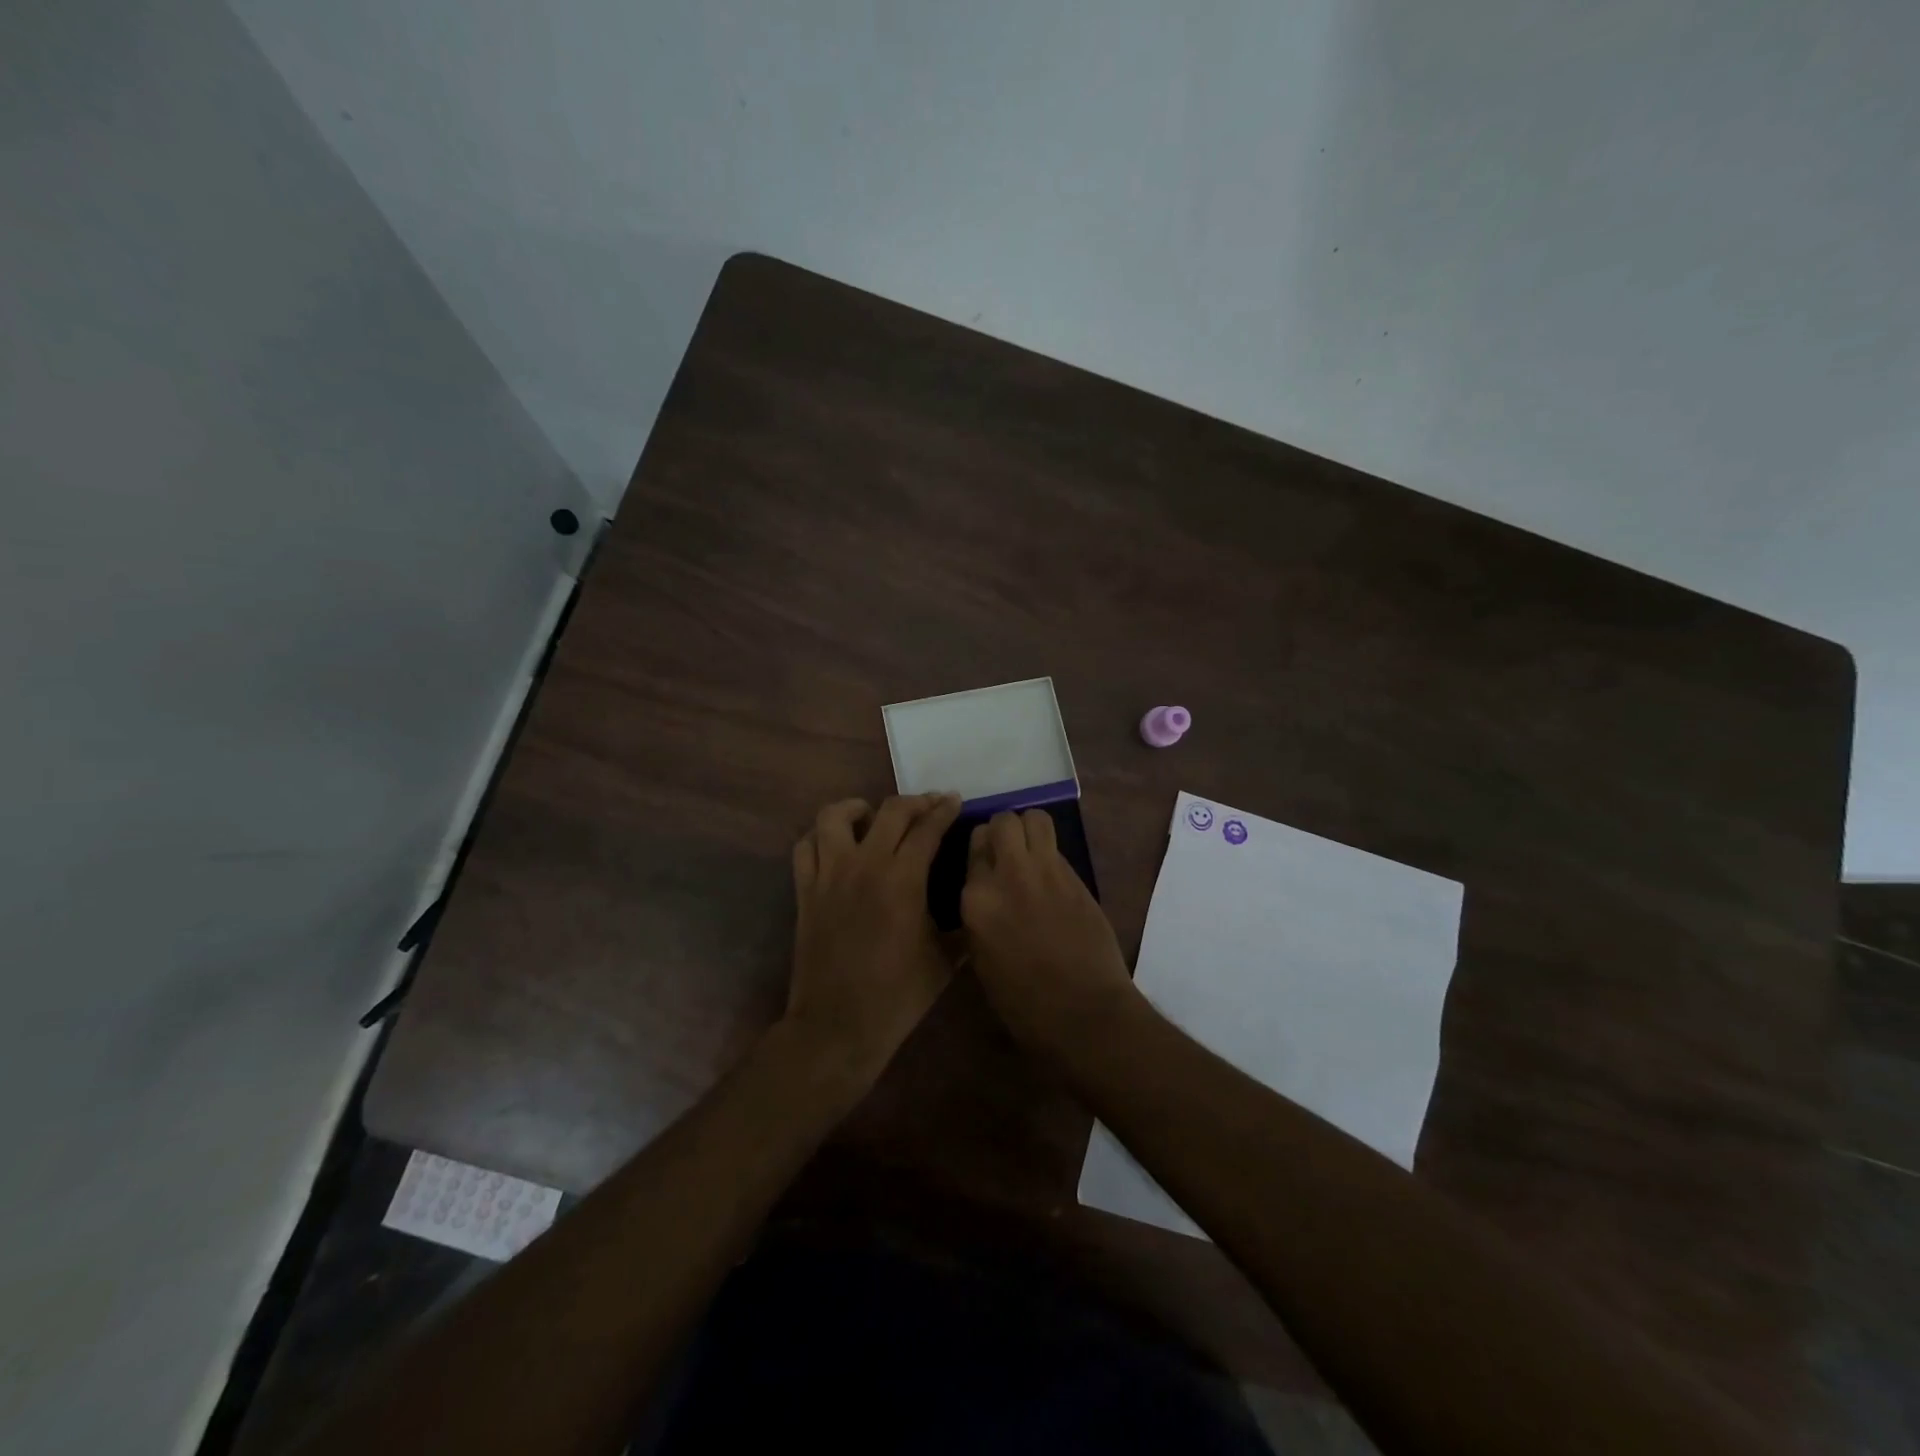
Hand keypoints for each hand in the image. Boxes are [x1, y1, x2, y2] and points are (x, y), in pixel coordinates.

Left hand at [785, 793, 962, 1084]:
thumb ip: (962, 925)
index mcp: (904, 879)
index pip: (927, 828)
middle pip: (890, 811)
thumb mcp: (945, 961)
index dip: (944, 809)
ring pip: (835, 816)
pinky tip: (836, 845)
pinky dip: (821, 836)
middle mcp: (865, 865)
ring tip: (872, 817)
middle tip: (928, 806)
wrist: (838, 1026)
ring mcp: (829, 875)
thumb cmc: (897, 995)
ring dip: (858, 808)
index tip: (954, 800)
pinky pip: (806, 846)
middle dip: (914, 802)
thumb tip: (974, 903)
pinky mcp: (805, 890)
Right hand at [960, 809, 1139, 1060]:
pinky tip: (1051, 877)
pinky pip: (1057, 847)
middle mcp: (1007, 875)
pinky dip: (1051, 852)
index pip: (973, 846)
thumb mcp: (981, 959)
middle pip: (1003, 821)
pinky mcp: (1076, 877)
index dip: (980, 851)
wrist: (1083, 1012)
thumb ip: (979, 915)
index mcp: (976, 900)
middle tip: (1008, 851)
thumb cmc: (1023, 1002)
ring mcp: (1045, 872)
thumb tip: (984, 895)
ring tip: (1031, 850)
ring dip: (1030, 828)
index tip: (986, 863)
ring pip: (1035, 819)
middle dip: (1004, 830)